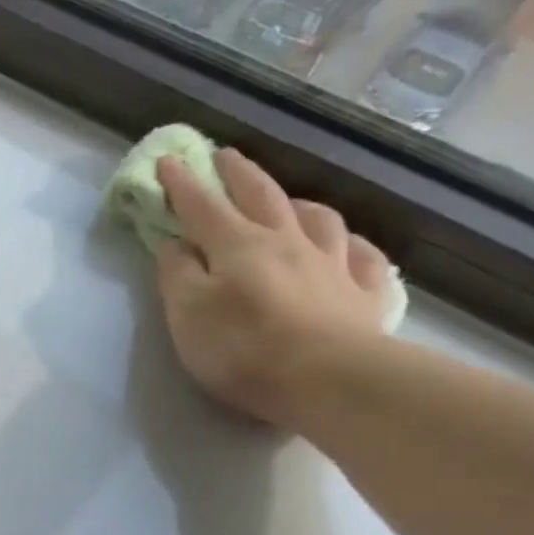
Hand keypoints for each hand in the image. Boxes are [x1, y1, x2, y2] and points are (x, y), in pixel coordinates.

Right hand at [155, 149, 396, 428]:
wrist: (327, 378)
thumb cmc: (243, 347)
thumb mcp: (188, 313)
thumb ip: (177, 275)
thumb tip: (174, 243)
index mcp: (238, 245)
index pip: (202, 206)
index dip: (182, 184)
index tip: (168, 160)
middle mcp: (288, 241)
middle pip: (261, 196)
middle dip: (238, 173)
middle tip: (224, 156)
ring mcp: (332, 263)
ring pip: (318, 218)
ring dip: (298, 204)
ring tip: (289, 202)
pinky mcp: (364, 293)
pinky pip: (361, 257)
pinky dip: (350, 245)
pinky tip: (346, 247)